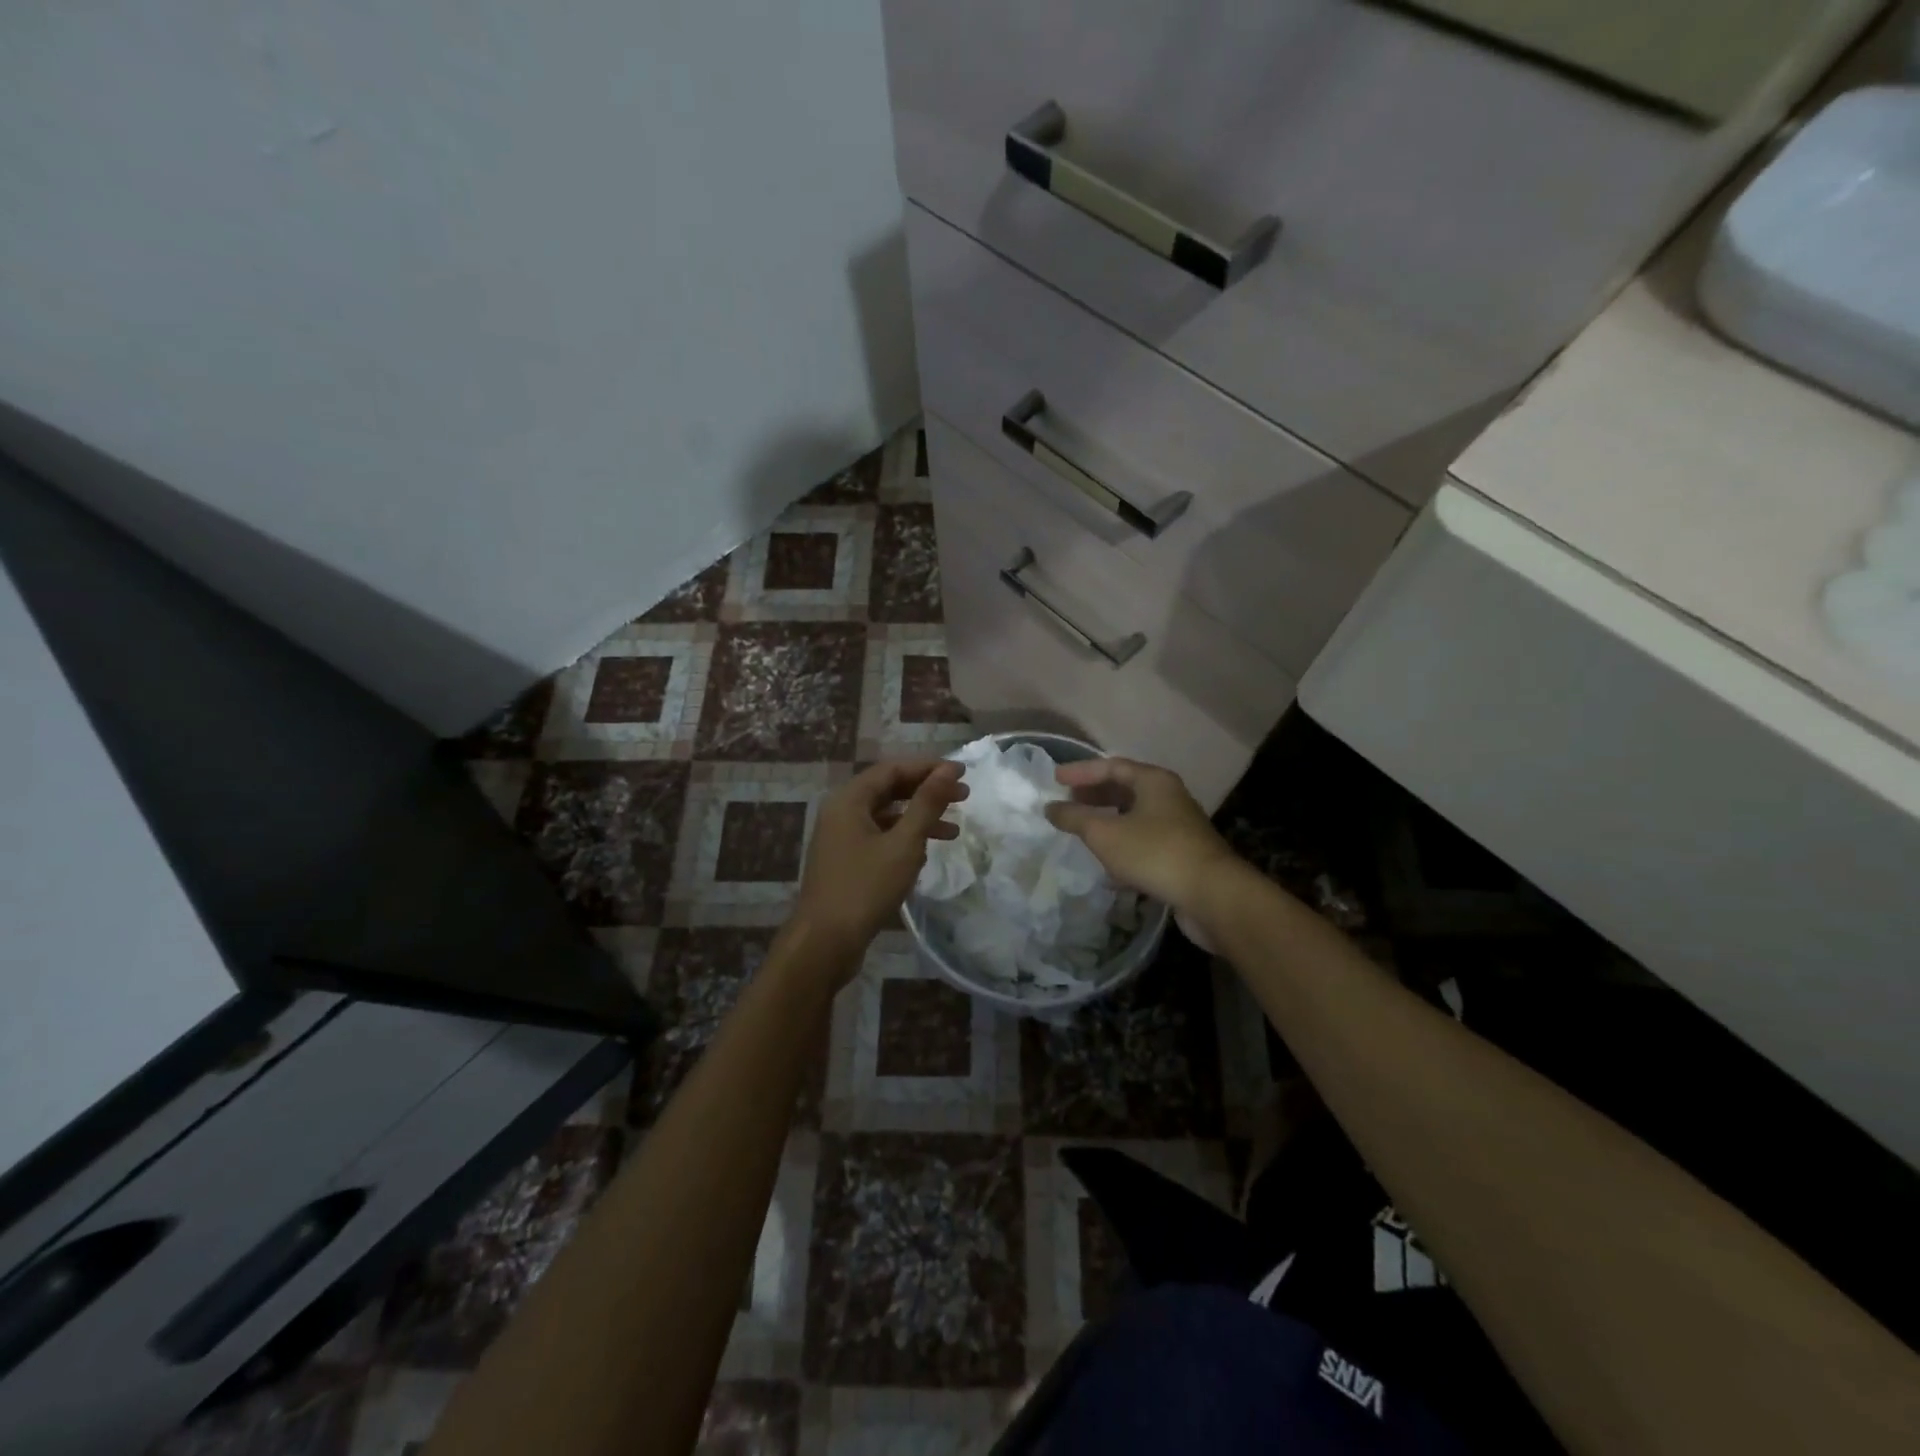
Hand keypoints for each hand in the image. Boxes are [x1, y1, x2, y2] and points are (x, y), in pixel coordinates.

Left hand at [790, 760, 967, 969]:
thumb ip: (927, 804)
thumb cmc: (865, 888)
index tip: (961, 773)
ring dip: (919, 818)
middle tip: (963, 797)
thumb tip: (949, 770)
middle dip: (926, 792)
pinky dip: (904, 839)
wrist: (824, 942)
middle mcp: (841, 812)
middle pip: (888, 790)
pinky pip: (879, 837)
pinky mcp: (846, 862)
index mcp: (849, 800)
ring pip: (885, 816)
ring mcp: (841, 838)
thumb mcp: (904, 844)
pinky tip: (926, 852)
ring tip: (954, 829)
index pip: (892, 769)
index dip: (928, 768)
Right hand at [1044, 757, 1239, 916]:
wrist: (1211, 895)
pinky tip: (1107, 867)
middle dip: (1094, 795)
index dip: (1081, 772)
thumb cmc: (1154, 852)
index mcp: (1153, 781)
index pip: (1111, 766)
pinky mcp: (1182, 854)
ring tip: (1082, 831)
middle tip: (1067, 803)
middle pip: (1125, 789)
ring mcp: (1178, 826)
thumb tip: (1050, 807)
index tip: (1055, 780)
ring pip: (1135, 817)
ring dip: (1108, 821)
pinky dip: (1123, 846)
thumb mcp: (1105, 833)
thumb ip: (1074, 818)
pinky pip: (1145, 842)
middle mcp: (1169, 797)